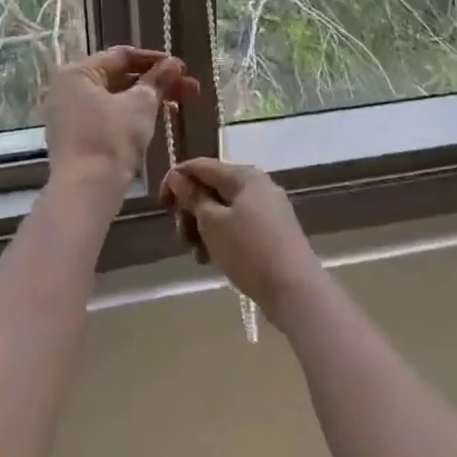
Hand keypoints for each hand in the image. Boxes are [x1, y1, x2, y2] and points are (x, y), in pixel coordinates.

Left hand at [43, 46, 200, 185]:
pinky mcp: (76, 139)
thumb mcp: (140, 105)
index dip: (155, 60)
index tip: (182, 68)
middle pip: (119, 78)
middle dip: (157, 82)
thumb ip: (158, 81)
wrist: (86, 191)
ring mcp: (69, 117)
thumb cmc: (111, 139)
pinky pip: (108, 119)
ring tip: (180, 106)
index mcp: (77, 73)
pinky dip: (131, 117)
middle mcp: (68, 90)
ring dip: (148, 100)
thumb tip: (174, 64)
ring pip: (115, 100)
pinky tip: (157, 122)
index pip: (121, 56)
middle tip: (190, 89)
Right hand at [159, 158, 321, 324]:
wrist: (295, 290)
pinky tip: (213, 259)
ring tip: (198, 255)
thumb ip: (193, 197)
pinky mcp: (273, 232)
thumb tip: (178, 177)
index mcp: (244, 175)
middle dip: (190, 211)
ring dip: (203, 228)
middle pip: (211, 189)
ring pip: (223, 210)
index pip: (200, 166)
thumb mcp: (212, 223)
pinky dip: (221, 237)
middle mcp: (258, 186)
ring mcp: (268, 209)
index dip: (175, 181)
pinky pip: (237, 225)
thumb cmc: (248, 251)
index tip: (161, 206)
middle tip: (183, 238)